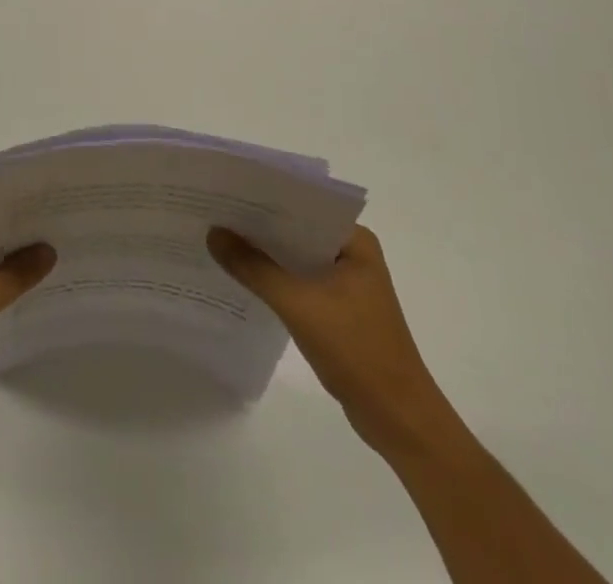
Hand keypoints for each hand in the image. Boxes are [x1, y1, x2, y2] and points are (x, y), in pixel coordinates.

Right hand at [208, 223, 461, 459]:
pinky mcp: (339, 309)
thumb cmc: (357, 352)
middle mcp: (352, 254)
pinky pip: (299, 281)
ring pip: (296, 257)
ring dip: (264, 254)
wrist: (399, 421)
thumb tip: (213, 233)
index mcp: (354, 241)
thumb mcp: (299, 305)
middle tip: (213, 213)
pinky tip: (242, 278)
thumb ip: (254, 268)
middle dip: (258, 225)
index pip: (302, 205)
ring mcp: (346, 283)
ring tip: (219, 240)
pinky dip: (274, 279)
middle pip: (296, 230)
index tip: (225, 191)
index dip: (263, 198)